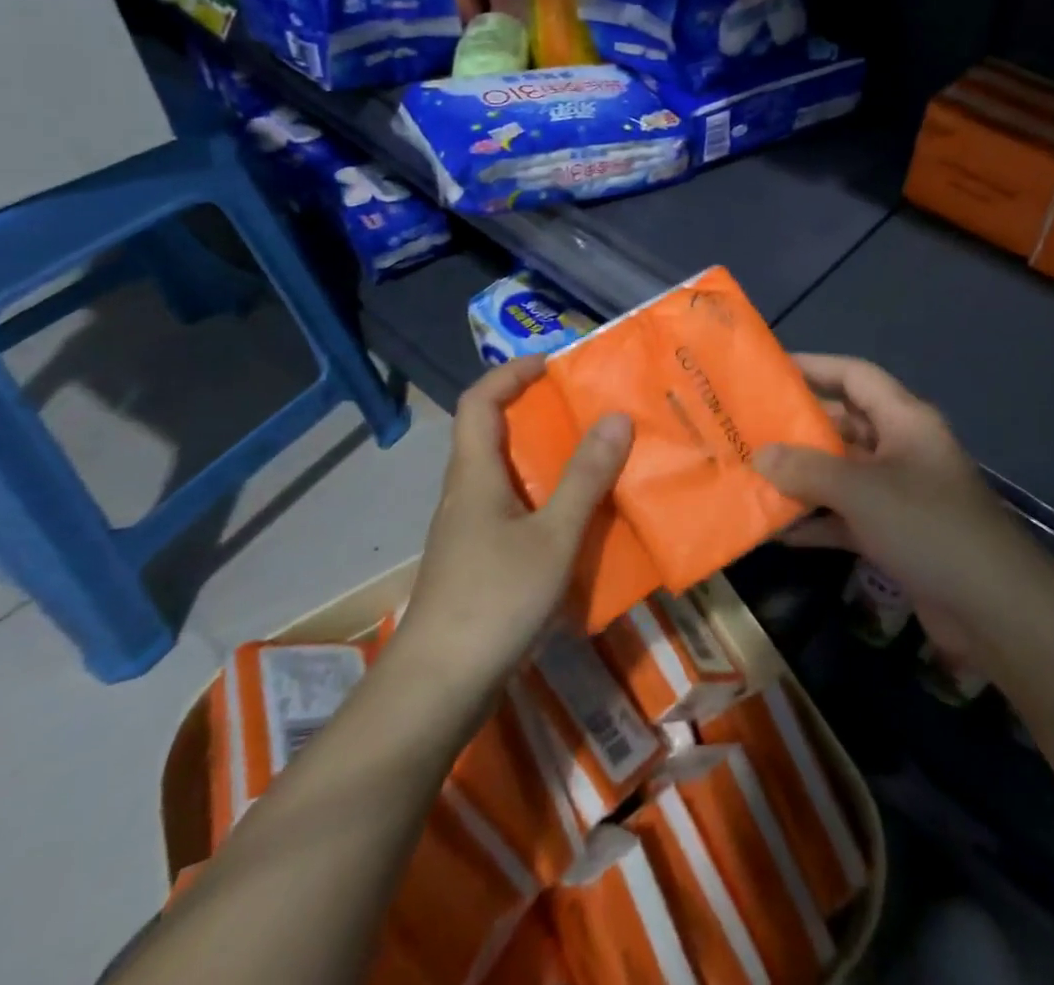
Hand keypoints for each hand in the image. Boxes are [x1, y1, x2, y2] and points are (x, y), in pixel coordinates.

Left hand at [395, 357, 632, 685]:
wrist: (438, 688)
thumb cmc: (494, 599)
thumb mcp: (553, 535)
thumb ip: (585, 476)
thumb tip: (615, 416)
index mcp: (474, 474)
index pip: (479, 401)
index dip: (511, 372)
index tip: (554, 364)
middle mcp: (466, 493)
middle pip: (493, 433)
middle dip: (538, 413)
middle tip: (589, 409)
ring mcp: (469, 531)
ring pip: (507, 475)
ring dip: (546, 459)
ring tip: (595, 457)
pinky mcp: (478, 562)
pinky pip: (514, 511)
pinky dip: (545, 500)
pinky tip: (579, 521)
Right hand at [755, 354, 1032, 663]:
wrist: (994, 607)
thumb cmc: (927, 525)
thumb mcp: (861, 490)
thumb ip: (807, 468)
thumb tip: (760, 454)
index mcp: (904, 419)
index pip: (854, 376)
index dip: (815, 366)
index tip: (770, 370)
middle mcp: (902, 448)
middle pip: (845, 424)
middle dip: (799, 427)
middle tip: (749, 428)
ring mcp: (900, 493)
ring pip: (842, 473)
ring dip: (803, 477)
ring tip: (753, 475)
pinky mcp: (897, 534)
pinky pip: (848, 517)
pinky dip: (818, 521)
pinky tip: (778, 531)